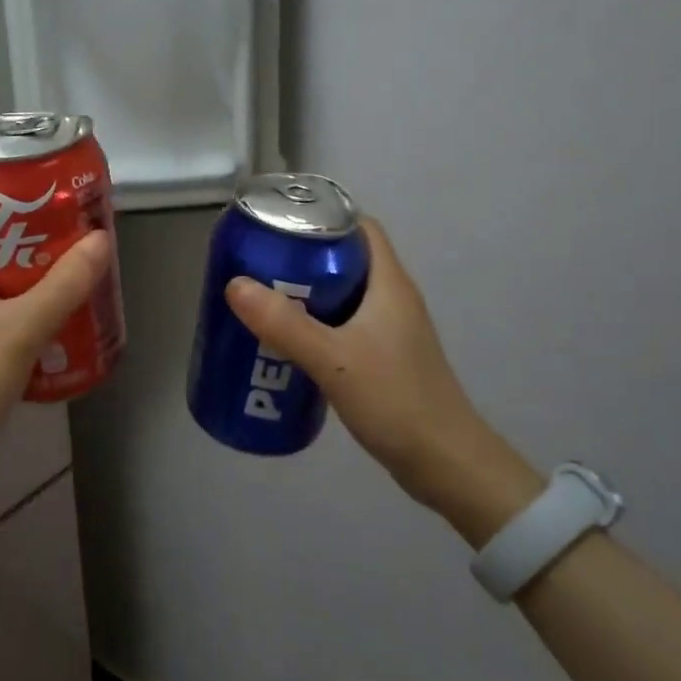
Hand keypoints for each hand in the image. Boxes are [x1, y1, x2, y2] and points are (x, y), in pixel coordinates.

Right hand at [223, 218, 540, 539]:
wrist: (445, 464)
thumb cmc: (395, 400)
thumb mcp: (333, 359)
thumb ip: (284, 324)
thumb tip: (234, 285)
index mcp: (389, 284)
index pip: (360, 227)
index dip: (323, 217)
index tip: (280, 223)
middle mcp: (393, 299)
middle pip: (346, 259)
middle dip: (303, 257)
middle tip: (259, 263)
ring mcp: (391, 331)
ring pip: (343, 295)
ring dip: (307, 293)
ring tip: (264, 299)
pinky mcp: (385, 359)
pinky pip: (344, 326)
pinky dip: (317, 325)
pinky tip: (288, 343)